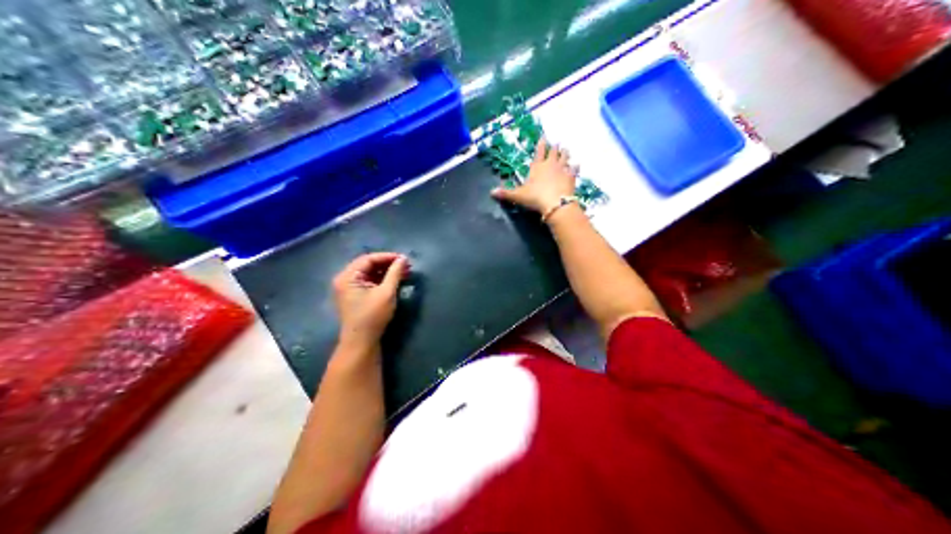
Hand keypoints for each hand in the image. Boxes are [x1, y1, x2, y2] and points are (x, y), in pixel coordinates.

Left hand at [332, 254, 411, 350]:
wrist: (361, 342)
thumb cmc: (372, 316)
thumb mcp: (386, 293)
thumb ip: (395, 273)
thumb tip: (404, 258)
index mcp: (347, 276)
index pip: (368, 259)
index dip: (387, 257)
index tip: (404, 259)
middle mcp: (344, 279)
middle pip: (367, 264)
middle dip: (387, 264)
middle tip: (405, 266)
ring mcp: (348, 288)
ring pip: (368, 273)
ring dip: (385, 272)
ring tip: (402, 273)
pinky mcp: (354, 296)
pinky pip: (367, 281)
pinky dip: (380, 280)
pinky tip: (393, 281)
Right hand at [490, 139, 578, 215]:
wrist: (556, 204)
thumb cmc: (535, 198)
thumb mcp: (518, 196)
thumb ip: (506, 193)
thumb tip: (491, 192)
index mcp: (537, 166)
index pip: (539, 152)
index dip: (541, 144)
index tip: (543, 137)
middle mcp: (550, 165)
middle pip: (554, 152)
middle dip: (554, 147)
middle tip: (556, 143)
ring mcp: (562, 170)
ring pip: (565, 158)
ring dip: (565, 153)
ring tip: (566, 150)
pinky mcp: (571, 177)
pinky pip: (574, 169)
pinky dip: (575, 167)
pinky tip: (577, 165)